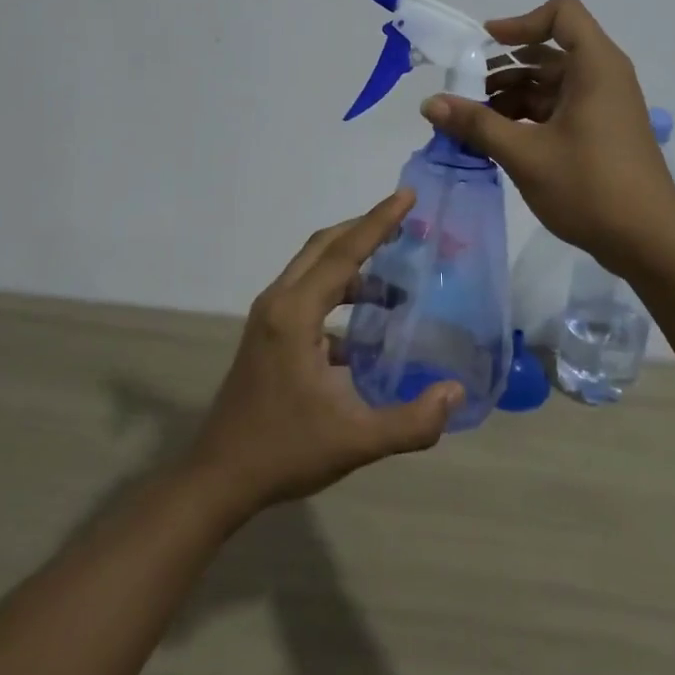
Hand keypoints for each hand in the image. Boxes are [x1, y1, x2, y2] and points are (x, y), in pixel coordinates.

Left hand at [188, 191, 462, 520]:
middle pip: (324, 248)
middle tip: (405, 224)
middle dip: (364, 231)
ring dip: (353, 267)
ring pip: (314, 270)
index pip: (343, 254)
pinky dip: (339, 296)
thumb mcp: (355, 441)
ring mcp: (269, 318)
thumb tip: (455, 392)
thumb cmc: (283, 452)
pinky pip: (308, 296)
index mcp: (295, 314)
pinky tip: (368, 329)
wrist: (219, 478)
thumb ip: (410, 421)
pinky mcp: (268, 336)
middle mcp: (278, 303)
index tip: (407, 196)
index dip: (377, 222)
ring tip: (396, 284)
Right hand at [421, 0, 674, 276]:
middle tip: (464, 91)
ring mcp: (604, 106)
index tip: (485, 46)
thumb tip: (429, 103)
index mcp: (595, 66)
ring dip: (511, 95)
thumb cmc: (590, 187)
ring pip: (551, 84)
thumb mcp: (525, 154)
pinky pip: (559, 109)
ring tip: (473, 122)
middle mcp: (603, 77)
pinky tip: (497, 140)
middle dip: (504, 66)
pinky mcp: (601, 133)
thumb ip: (476, 123)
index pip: (562, 13)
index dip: (521, 22)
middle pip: (549, 51)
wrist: (650, 243)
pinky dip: (527, 116)